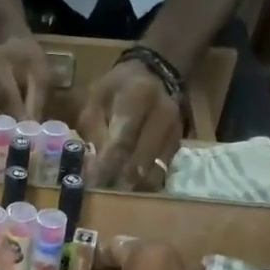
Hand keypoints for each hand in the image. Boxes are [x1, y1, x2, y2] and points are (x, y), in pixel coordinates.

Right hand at [0, 37, 50, 148]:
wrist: (3, 45)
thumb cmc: (25, 60)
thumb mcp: (38, 73)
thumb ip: (36, 101)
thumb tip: (32, 132)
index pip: (4, 95)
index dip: (17, 118)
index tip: (31, 137)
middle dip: (5, 133)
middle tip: (21, 150)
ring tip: (9, 152)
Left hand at [76, 60, 182, 191]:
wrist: (153, 74)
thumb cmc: (116, 89)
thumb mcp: (95, 100)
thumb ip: (93, 132)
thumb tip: (92, 168)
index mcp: (138, 98)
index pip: (123, 141)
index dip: (106, 166)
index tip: (91, 184)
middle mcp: (163, 115)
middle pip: (141, 160)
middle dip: (118, 181)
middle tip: (99, 193)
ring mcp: (174, 132)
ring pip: (155, 171)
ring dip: (132, 188)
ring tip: (111, 194)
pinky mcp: (178, 145)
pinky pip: (162, 172)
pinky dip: (144, 185)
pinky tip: (127, 189)